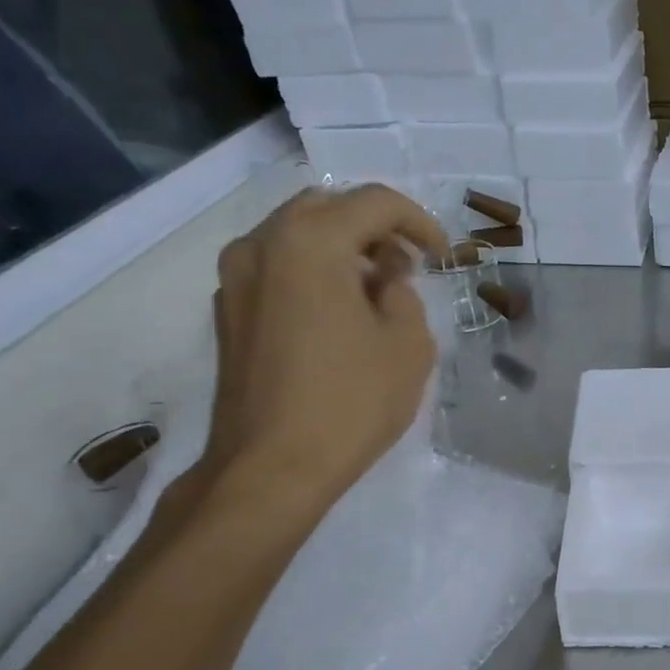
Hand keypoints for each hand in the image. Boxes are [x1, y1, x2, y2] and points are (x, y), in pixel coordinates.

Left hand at [197, 185, 447, 508]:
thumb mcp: (409, 346)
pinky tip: (338, 314)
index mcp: (310, 243)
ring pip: (296, 235)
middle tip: (407, 267)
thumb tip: (384, 282)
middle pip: (327, 208)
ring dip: (342, 249)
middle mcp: (262, 245)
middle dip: (375, 229)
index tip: (442, 256)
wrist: (270, 467)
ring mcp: (235, 278)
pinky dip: (312, 272)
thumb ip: (405, 295)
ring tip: (375, 292)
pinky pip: (276, 267)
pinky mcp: (227, 311)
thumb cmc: (350, 402)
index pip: (374, 202)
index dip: (419, 222)